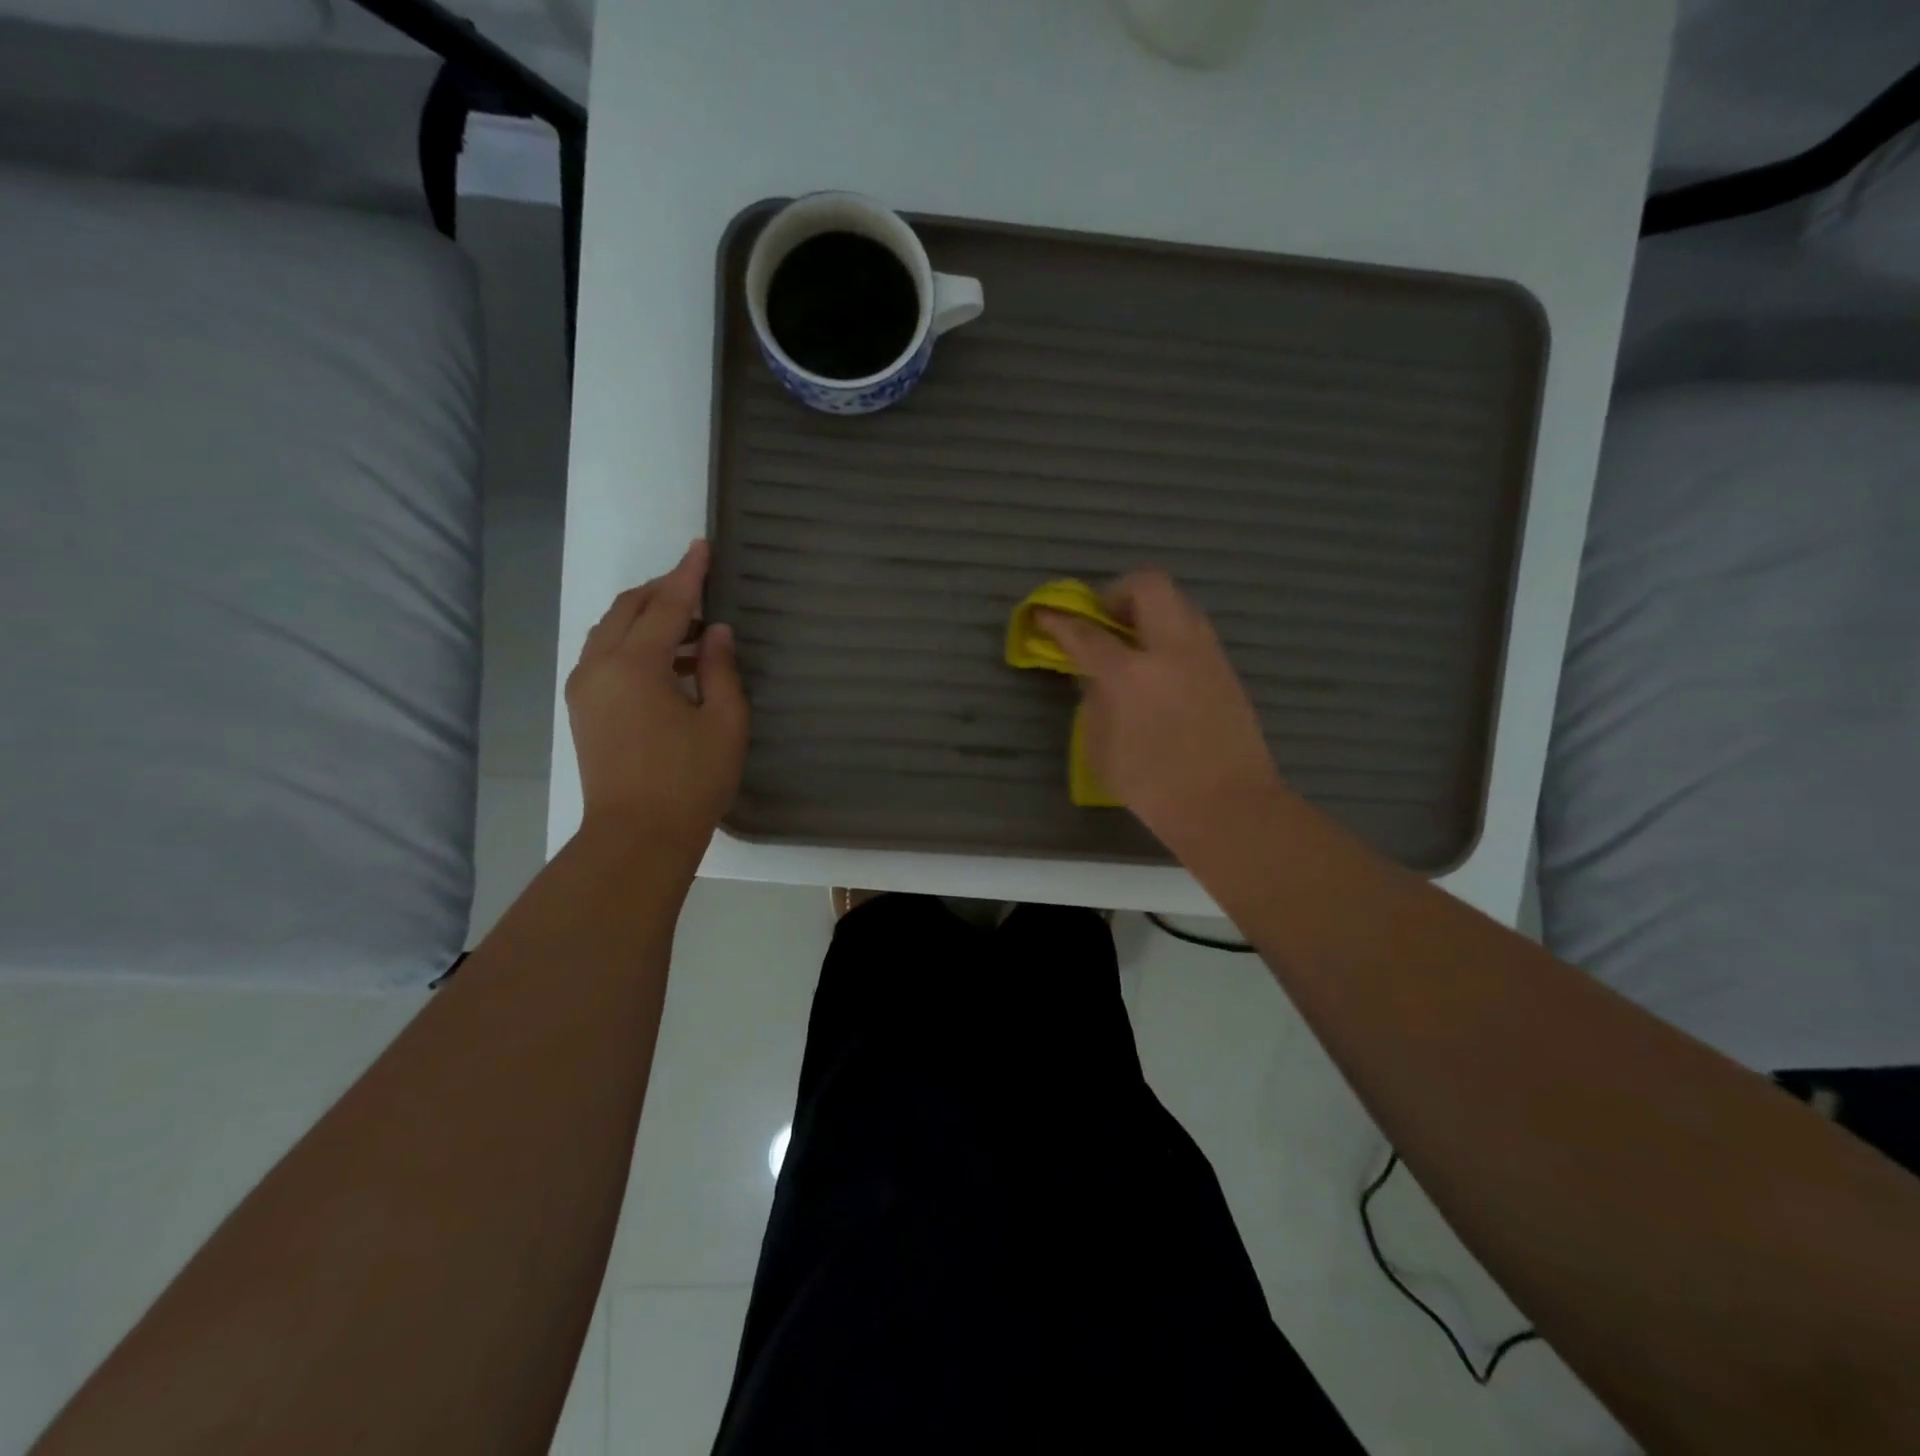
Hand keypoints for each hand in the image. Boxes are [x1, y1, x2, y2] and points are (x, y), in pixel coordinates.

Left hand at [566, 541, 747, 848]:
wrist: (637, 838)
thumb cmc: (690, 781)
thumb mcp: (724, 722)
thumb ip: (720, 668)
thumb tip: (716, 632)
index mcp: (635, 664)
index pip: (666, 604)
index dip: (689, 574)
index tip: (702, 546)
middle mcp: (599, 666)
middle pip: (628, 608)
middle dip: (662, 590)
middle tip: (698, 584)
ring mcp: (584, 688)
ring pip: (610, 631)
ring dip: (646, 618)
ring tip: (690, 629)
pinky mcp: (583, 710)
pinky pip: (604, 656)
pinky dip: (633, 644)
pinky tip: (666, 663)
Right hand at [1037, 569, 1280, 851]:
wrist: (1227, 805)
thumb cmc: (1153, 787)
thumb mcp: (1101, 748)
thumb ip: (1094, 701)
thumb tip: (1096, 675)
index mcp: (1130, 674)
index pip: (1086, 633)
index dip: (1059, 621)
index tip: (1045, 614)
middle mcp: (1171, 650)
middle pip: (1148, 585)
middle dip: (1118, 592)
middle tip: (1105, 621)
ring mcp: (1205, 655)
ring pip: (1178, 602)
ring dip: (1150, 610)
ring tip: (1134, 643)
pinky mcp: (1226, 668)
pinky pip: (1193, 630)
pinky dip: (1170, 634)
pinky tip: (1162, 668)